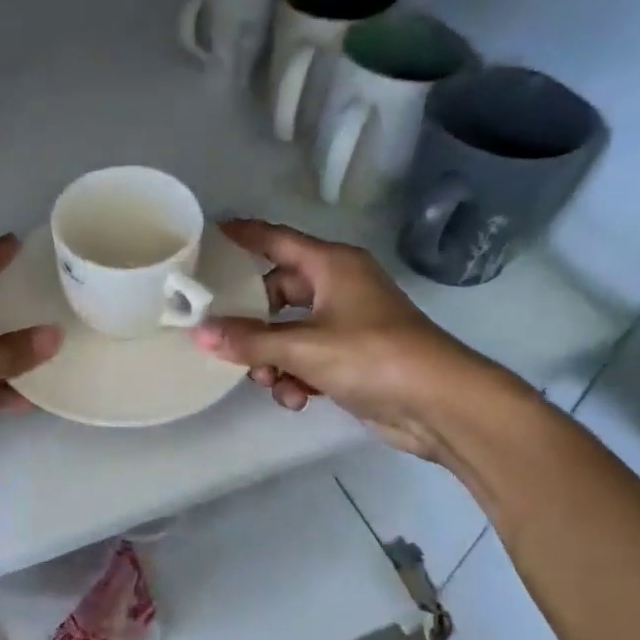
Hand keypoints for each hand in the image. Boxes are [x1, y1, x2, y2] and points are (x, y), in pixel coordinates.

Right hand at [191, 219, 503, 459]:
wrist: (439, 404)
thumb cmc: (372, 356)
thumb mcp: (303, 346)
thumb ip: (249, 340)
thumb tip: (200, 333)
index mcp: (331, 266)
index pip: (276, 240)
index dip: (243, 236)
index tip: (207, 235)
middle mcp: (338, 287)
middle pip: (277, 293)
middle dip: (252, 321)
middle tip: (223, 336)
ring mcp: (346, 323)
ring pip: (289, 332)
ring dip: (272, 358)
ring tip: (266, 379)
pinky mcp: (352, 358)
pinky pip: (307, 359)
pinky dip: (296, 377)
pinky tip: (295, 399)